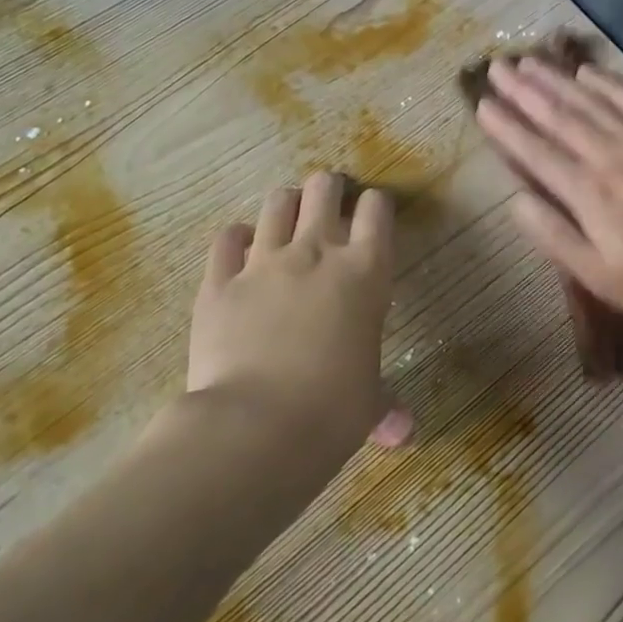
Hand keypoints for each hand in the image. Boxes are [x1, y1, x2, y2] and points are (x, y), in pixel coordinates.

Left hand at [183, 172, 412, 459]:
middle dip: (328, 189)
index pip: (376, 210)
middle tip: (328, 204)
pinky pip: (226, 238)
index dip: (375, 205)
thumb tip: (404, 433)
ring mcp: (264, 262)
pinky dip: (236, 238)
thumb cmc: (333, 412)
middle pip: (323, 188)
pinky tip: (240, 249)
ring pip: (276, 203)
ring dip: (285, 205)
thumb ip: (385, 406)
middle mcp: (316, 252)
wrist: (256, 427)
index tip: (372, 213)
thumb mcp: (368, 404)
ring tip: (286, 219)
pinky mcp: (219, 281)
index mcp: (365, 272)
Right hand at [475, 58, 622, 325]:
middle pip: (558, 115)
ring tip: (529, 61)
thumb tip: (516, 200)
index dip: (506, 127)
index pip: (536, 151)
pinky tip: (587, 71)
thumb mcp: (602, 276)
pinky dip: (606, 82)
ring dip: (556, 79)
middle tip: (497, 67)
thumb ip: (555, 236)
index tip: (483, 104)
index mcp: (588, 193)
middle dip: (523, 90)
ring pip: (589, 101)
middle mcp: (609, 155)